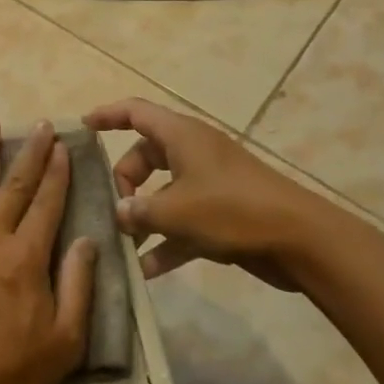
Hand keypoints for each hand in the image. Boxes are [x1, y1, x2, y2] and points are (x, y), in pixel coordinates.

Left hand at [0, 120, 98, 383]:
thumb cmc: (10, 374)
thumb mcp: (65, 341)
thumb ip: (78, 286)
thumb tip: (89, 240)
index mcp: (26, 256)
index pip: (46, 203)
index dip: (56, 172)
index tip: (61, 145)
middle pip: (13, 186)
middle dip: (28, 153)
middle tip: (37, 124)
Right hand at [84, 97, 348, 290]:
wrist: (301, 241)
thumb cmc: (232, 210)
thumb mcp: (176, 211)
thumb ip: (139, 211)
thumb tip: (119, 213)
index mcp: (181, 136)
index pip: (135, 112)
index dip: (107, 115)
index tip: (83, 127)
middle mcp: (193, 153)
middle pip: (145, 156)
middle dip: (124, 181)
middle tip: (113, 210)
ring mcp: (209, 184)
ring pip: (163, 192)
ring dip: (143, 217)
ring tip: (122, 244)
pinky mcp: (222, 214)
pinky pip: (183, 222)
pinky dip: (166, 241)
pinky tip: (147, 271)